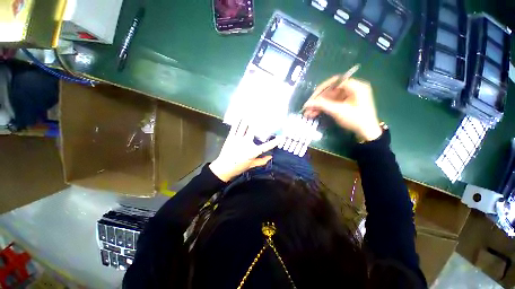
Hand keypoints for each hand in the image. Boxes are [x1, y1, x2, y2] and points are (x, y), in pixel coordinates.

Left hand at [209, 120, 279, 181]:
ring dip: (248, 118)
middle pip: (253, 130)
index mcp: (252, 152)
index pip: (266, 147)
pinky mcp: (230, 137)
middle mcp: (246, 143)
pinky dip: (238, 121)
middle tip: (262, 115)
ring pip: (244, 126)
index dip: (274, 142)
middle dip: (258, 121)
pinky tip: (241, 116)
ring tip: (252, 111)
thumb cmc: (238, 167)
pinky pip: (235, 127)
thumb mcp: (251, 165)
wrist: (224, 168)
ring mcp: (238, 139)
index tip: (281, 138)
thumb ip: (261, 161)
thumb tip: (271, 157)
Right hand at [303, 77, 381, 141]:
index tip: (312, 98)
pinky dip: (324, 108)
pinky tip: (314, 114)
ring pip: (329, 98)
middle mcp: (352, 89)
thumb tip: (307, 103)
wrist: (367, 132)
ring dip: (319, 105)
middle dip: (318, 100)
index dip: (321, 89)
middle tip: (308, 107)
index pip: (334, 82)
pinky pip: (332, 103)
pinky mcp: (345, 104)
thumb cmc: (355, 120)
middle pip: (331, 91)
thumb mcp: (338, 111)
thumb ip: (322, 105)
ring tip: (308, 113)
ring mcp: (349, 97)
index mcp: (355, 86)